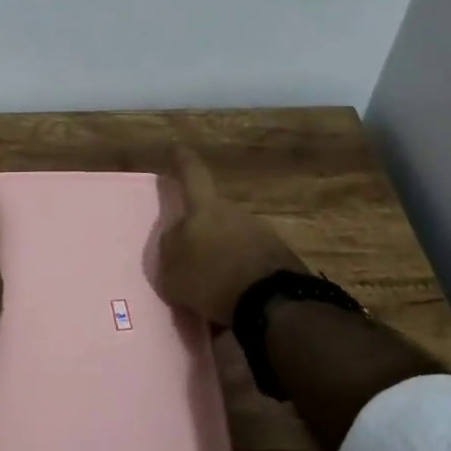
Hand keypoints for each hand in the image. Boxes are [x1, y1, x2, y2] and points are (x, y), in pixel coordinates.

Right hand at [156, 148, 306, 327]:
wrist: (270, 303)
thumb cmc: (211, 278)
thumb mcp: (172, 269)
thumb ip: (171, 247)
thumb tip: (176, 236)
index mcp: (204, 209)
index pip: (191, 175)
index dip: (183, 161)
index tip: (178, 148)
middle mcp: (234, 212)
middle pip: (213, 213)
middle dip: (203, 230)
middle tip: (193, 256)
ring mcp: (260, 233)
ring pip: (232, 238)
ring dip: (222, 256)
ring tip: (212, 287)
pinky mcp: (279, 257)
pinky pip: (249, 261)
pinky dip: (239, 275)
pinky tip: (233, 298)